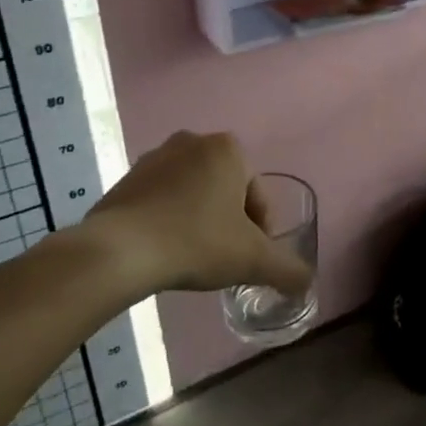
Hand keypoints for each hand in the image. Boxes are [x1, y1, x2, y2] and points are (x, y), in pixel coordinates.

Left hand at [79, 132, 312, 300]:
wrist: (119, 252)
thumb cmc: (196, 243)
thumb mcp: (253, 260)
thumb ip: (288, 270)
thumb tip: (306, 283)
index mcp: (228, 149)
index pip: (257, 195)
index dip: (260, 231)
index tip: (248, 260)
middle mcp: (193, 142)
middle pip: (226, 191)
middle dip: (228, 222)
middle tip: (223, 258)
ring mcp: (154, 157)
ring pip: (193, 194)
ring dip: (199, 220)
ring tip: (192, 257)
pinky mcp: (126, 178)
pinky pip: (160, 200)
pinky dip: (168, 221)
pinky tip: (164, 251)